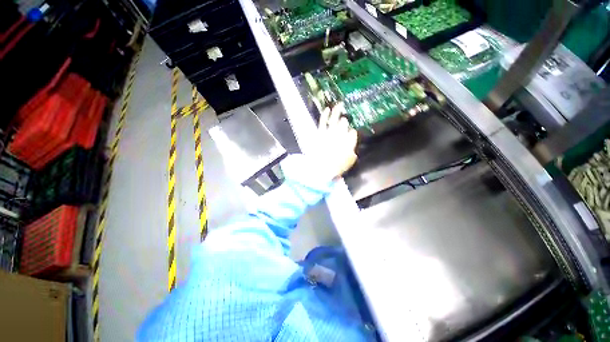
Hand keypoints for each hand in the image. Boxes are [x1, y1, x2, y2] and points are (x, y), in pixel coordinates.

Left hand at [312, 102, 357, 179]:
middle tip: (344, 120)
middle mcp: (341, 134)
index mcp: (349, 141)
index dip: (351, 133)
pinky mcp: (320, 133)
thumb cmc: (336, 167)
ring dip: (337, 111)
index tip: (350, 134)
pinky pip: (323, 121)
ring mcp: (330, 132)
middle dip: (344, 122)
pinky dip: (325, 114)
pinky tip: (327, 109)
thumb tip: (353, 150)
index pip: (352, 133)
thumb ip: (352, 154)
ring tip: (339, 104)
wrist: (321, 168)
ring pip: (335, 118)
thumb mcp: (349, 162)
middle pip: (344, 124)